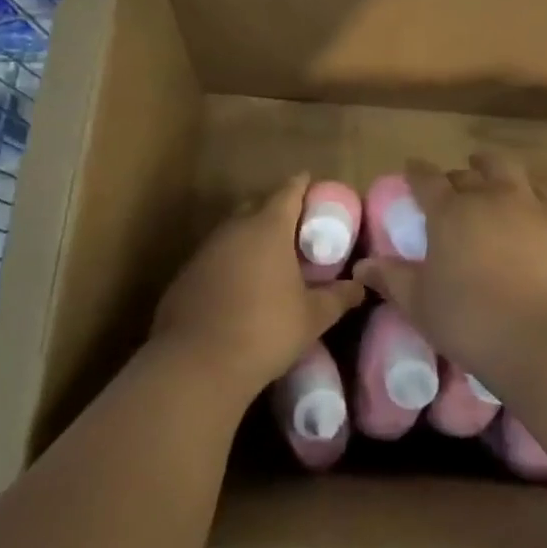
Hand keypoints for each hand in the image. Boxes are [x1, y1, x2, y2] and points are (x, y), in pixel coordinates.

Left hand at [151, 173, 364, 399]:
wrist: (196, 362)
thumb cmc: (265, 330)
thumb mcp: (312, 317)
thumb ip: (339, 297)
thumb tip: (360, 287)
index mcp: (269, 228)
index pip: (288, 191)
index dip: (302, 186)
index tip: (312, 185)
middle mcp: (234, 228)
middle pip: (257, 206)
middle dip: (275, 211)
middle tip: (295, 229)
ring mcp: (206, 249)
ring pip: (233, 231)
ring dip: (250, 237)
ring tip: (269, 260)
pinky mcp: (186, 273)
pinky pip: (215, 256)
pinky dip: (230, 261)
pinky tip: (239, 287)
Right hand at [355, 153, 546, 381]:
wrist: (539, 339)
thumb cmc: (468, 320)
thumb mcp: (418, 303)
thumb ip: (390, 278)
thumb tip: (362, 266)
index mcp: (449, 212)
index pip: (426, 179)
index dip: (417, 172)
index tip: (412, 167)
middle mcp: (488, 197)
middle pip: (468, 172)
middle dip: (456, 175)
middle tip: (452, 187)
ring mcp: (528, 206)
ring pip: (509, 170)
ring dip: (494, 169)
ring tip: (490, 175)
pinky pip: (543, 193)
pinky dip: (530, 192)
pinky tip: (530, 204)